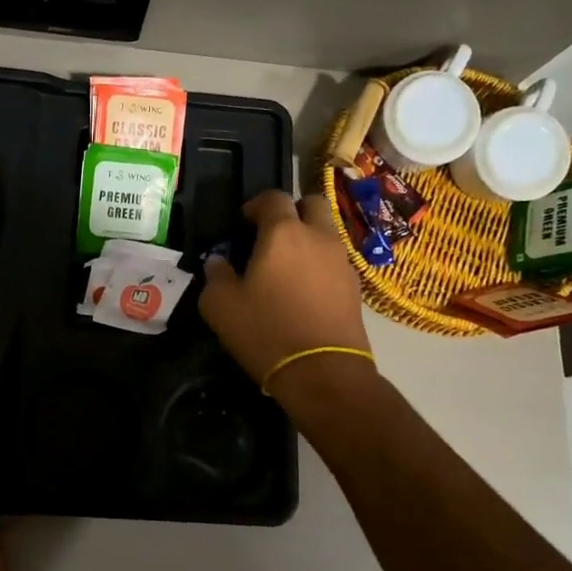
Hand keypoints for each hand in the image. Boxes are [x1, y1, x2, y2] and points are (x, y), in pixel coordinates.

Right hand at [200, 189, 373, 392]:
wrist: (323, 373)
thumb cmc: (266, 331)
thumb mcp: (221, 306)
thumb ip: (216, 275)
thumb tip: (218, 262)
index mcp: (283, 232)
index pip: (273, 197)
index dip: (257, 204)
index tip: (244, 222)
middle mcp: (318, 237)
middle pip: (312, 203)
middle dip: (293, 211)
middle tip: (273, 234)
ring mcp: (341, 261)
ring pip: (327, 232)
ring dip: (309, 238)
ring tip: (288, 267)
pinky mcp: (355, 287)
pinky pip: (336, 261)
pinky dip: (320, 265)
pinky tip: (305, 291)